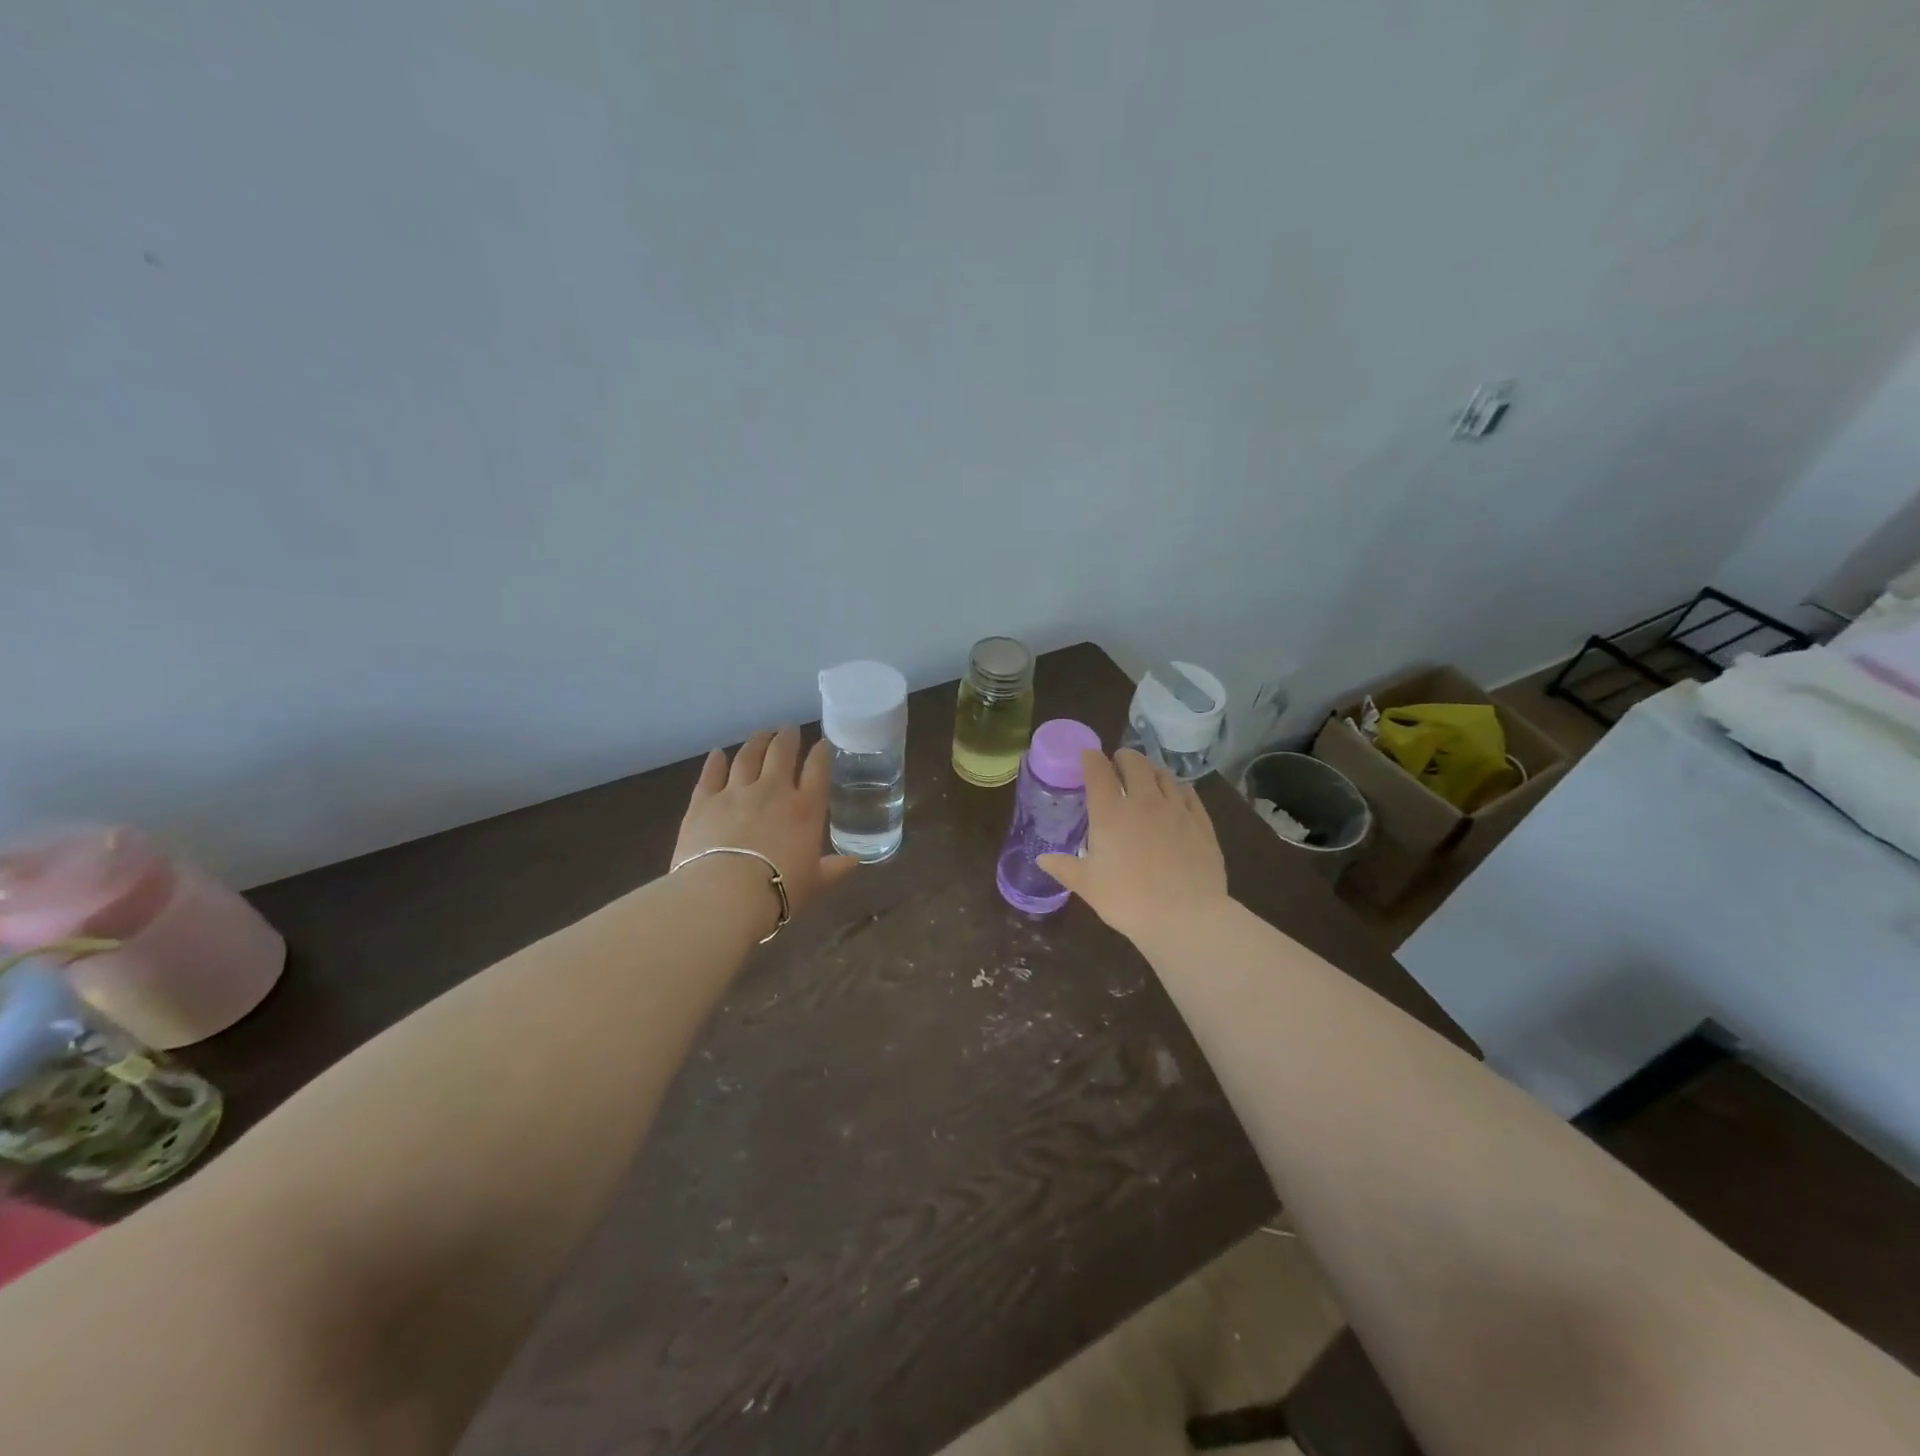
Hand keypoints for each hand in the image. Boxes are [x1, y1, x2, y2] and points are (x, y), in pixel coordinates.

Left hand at [673, 728, 858, 921]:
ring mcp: (735, 792)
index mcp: (805, 809)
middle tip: (789, 730)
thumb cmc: (778, 891)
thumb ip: (834, 869)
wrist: (724, 895)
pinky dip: (715, 761)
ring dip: (756, 742)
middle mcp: (773, 790)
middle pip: (781, 752)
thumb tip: (854, 863)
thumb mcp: (815, 884)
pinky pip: (711, 774)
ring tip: (761, 734)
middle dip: (787, 738)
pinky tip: (718, 753)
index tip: (823, 744)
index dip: (821, 753)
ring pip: (748, 756)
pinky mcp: (703, 801)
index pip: (818, 769)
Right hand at [1037, 749, 1228, 944]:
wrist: (1185, 918)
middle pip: (1134, 762)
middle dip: (1123, 758)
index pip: (1098, 771)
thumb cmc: (1128, 900)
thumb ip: (1064, 867)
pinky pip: (1188, 793)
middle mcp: (1144, 801)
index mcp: (1110, 812)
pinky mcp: (1201, 822)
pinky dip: (1176, 788)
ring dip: (1150, 770)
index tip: (1087, 757)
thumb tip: (1042, 859)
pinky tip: (1175, 797)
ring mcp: (1176, 809)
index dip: (1091, 759)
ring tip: (1145, 779)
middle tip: (1117, 765)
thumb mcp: (1088, 886)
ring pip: (1163, 774)